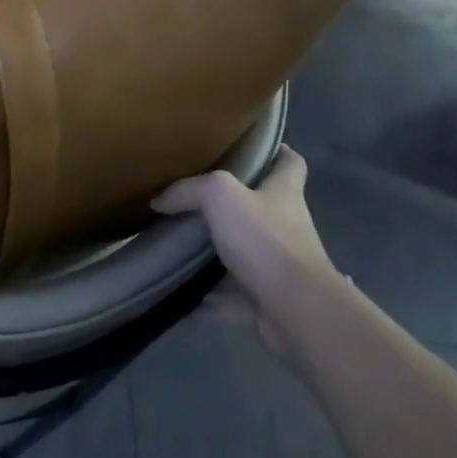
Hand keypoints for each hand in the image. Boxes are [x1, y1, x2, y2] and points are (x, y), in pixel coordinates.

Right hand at [151, 147, 336, 353]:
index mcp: (284, 194)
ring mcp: (281, 266)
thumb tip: (160, 200)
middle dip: (233, 206)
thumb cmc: (265, 241)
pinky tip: (185, 295)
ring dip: (220, 254)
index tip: (249, 148)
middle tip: (195, 199)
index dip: (276, 151)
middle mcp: (287, 226)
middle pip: (263, 208)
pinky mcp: (270, 300)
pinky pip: (235, 296)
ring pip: (247, 254)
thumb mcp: (220, 196)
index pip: (290, 162)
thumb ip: (189, 191)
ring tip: (182, 248)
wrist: (296, 310)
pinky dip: (213, 298)